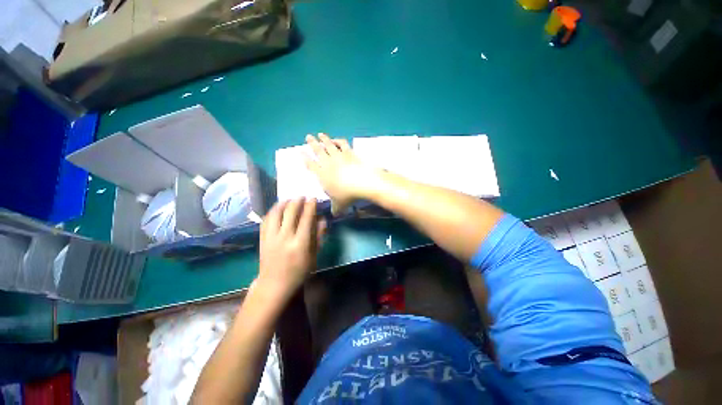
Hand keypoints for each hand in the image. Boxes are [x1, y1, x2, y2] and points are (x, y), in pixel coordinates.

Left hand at [256, 198, 324, 301]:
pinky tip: (277, 209)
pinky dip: (272, 211)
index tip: (313, 199)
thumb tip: (322, 219)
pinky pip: (266, 219)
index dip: (310, 206)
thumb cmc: (298, 273)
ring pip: (276, 212)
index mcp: (300, 244)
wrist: (275, 283)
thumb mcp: (312, 258)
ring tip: (289, 200)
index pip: (306, 219)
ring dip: (283, 203)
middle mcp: (285, 238)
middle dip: (297, 201)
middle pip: (290, 212)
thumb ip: (318, 238)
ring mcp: (271, 237)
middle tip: (302, 197)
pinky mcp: (262, 238)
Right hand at [305, 133, 384, 214]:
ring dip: (324, 139)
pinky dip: (338, 140)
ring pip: (328, 145)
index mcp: (322, 175)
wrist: (362, 182)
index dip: (304, 158)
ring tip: (319, 134)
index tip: (300, 152)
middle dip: (312, 143)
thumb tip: (334, 214)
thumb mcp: (339, 205)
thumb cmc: (347, 195)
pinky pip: (342, 144)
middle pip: (318, 151)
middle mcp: (328, 163)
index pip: (310, 165)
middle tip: (307, 136)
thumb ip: (335, 208)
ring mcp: (338, 156)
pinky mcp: (349, 152)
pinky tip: (336, 139)